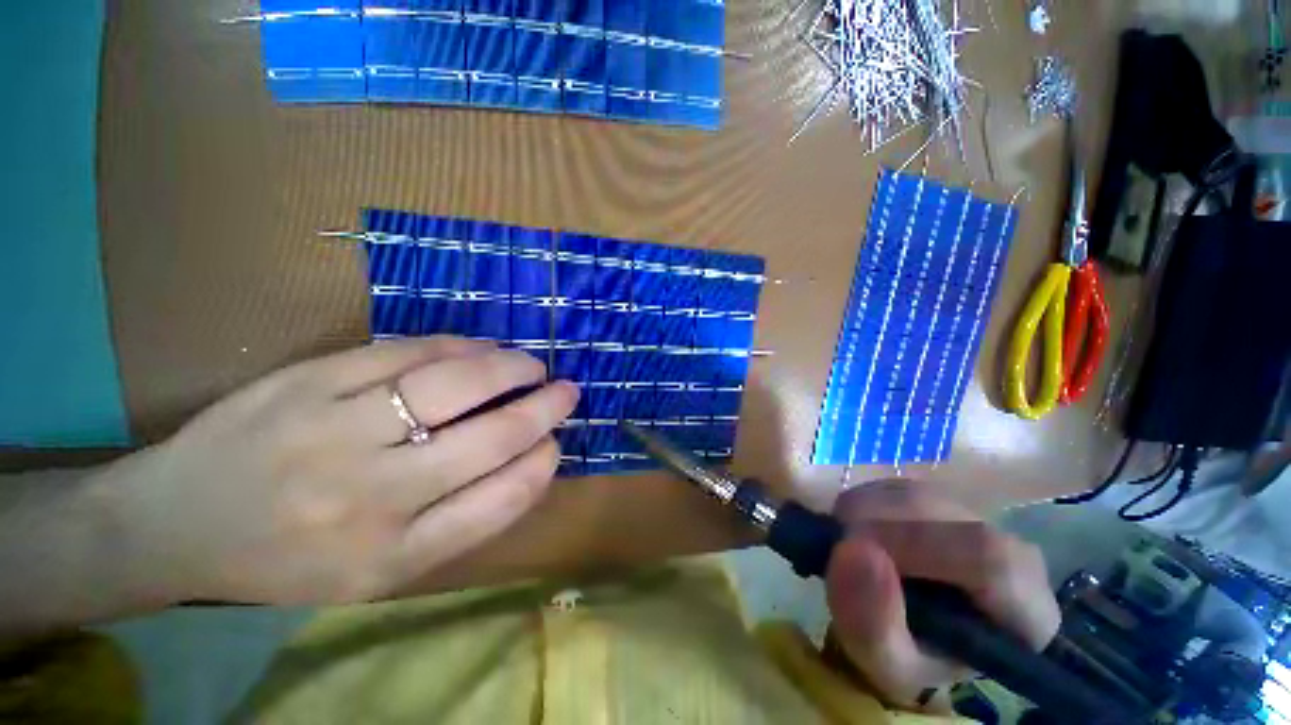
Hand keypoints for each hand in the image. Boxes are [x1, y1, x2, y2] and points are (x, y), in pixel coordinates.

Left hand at [100, 337, 577, 605]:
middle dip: (543, 408)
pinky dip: (456, 346)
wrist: (174, 526)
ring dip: (508, 368)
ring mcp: (334, 430)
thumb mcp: (378, 572)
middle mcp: (369, 496)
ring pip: (453, 386)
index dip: (542, 464)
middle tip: (567, 391)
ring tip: (531, 364)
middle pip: (488, 439)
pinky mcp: (306, 381)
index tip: (556, 443)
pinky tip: (479, 348)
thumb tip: (528, 457)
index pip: (499, 502)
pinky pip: (403, 353)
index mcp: (390, 555)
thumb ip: (459, 518)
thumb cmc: (287, 560)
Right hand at [823, 480, 1059, 710]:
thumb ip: (873, 627)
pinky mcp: (935, 497)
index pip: (988, 557)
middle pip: (940, 513)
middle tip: (838, 549)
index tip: (856, 552)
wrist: (914, 633)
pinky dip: (860, 504)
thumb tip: (851, 549)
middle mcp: (1009, 547)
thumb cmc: (913, 656)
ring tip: (844, 547)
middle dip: (874, 523)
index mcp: (1026, 607)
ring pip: (910, 493)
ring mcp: (971, 516)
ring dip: (861, 513)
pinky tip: (855, 533)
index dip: (916, 545)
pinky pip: (891, 486)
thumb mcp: (889, 666)